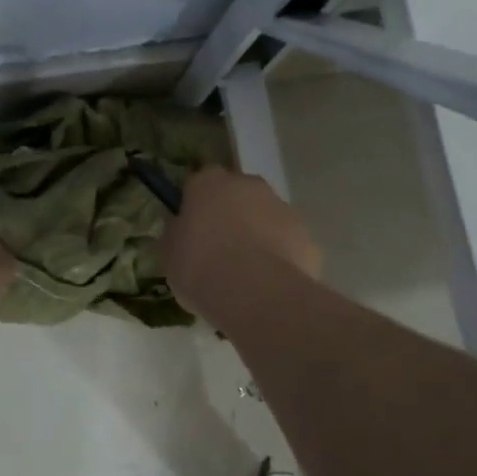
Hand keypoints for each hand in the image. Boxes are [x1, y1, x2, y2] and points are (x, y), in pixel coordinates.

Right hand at [159, 167, 320, 327]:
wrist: (256, 293)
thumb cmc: (201, 267)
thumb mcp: (169, 254)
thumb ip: (175, 234)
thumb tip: (180, 228)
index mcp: (209, 183)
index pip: (199, 182)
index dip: (196, 204)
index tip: (191, 228)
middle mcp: (249, 185)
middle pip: (238, 194)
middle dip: (231, 215)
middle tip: (219, 249)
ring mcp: (283, 208)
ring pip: (266, 217)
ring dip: (258, 235)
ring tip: (246, 274)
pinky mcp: (307, 236)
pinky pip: (288, 243)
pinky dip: (281, 257)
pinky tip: (269, 285)